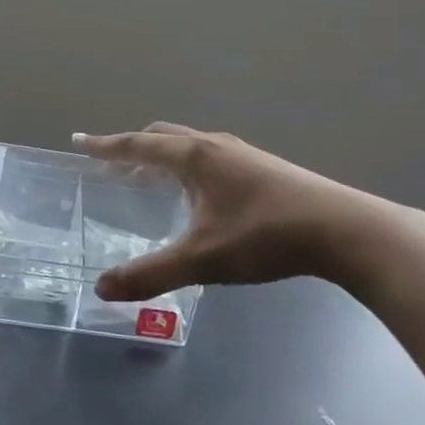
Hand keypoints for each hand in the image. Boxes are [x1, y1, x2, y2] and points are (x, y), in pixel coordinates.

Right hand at [74, 123, 424, 300]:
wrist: (344, 231)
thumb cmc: (265, 236)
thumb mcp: (202, 260)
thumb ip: (150, 274)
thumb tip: (102, 288)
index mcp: (195, 157)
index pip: (138, 145)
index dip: (106, 145)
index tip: (80, 141)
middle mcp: (216, 147)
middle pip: (164, 136)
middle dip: (133, 147)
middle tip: (112, 164)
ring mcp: (244, 154)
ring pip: (191, 145)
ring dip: (163, 156)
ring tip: (150, 177)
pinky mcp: (265, 168)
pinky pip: (211, 157)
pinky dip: (188, 166)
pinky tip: (200, 195)